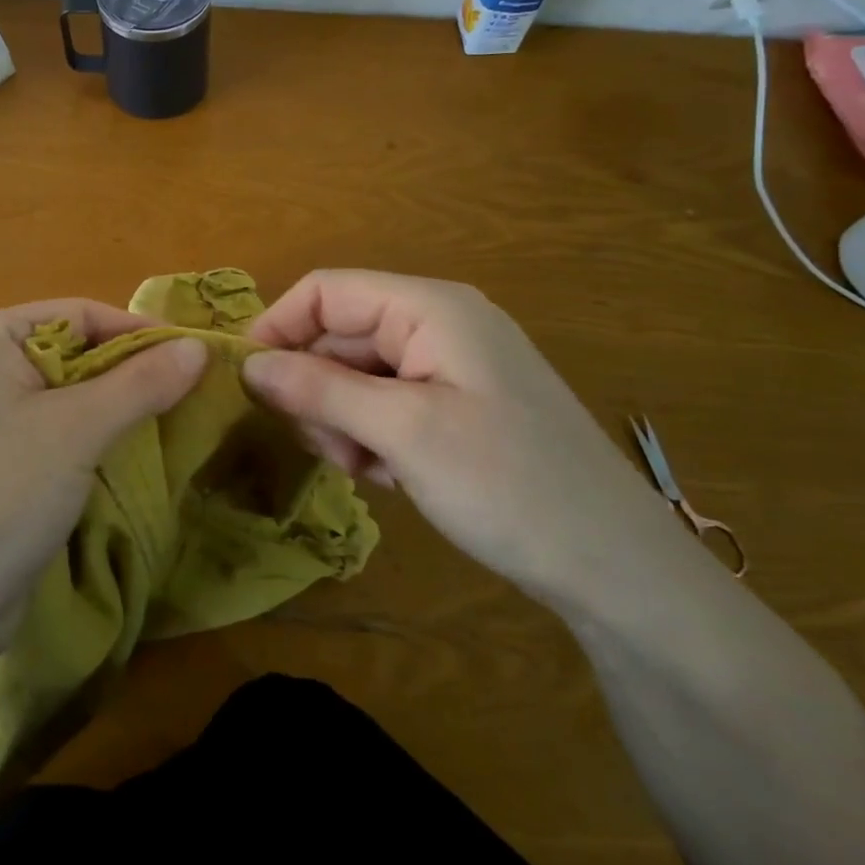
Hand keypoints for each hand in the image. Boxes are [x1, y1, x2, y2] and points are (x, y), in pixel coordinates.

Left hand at [0, 300, 208, 664]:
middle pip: (72, 355)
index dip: (137, 332)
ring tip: (170, 427)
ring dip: (114, 412)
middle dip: (128, 375)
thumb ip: (141, 383)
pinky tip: (126, 462)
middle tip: (190, 397)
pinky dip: (89, 445)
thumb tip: (200, 346)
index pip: (78, 314)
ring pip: (65, 401)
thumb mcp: (77, 430)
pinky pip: (50, 438)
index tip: (194, 358)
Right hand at [241, 270, 695, 610]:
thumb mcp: (403, 432)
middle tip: (321, 446)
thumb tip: (247, 364)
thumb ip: (320, 389)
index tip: (246, 381)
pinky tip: (388, 477)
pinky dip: (371, 436)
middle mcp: (438, 325)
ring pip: (357, 374)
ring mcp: (449, 367)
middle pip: (340, 335)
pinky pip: (386, 404)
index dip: (279, 326)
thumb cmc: (509, 485)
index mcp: (430, 308)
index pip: (326, 292)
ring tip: (362, 468)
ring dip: (342, 418)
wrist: (618, 571)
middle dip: (317, 387)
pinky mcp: (456, 406)